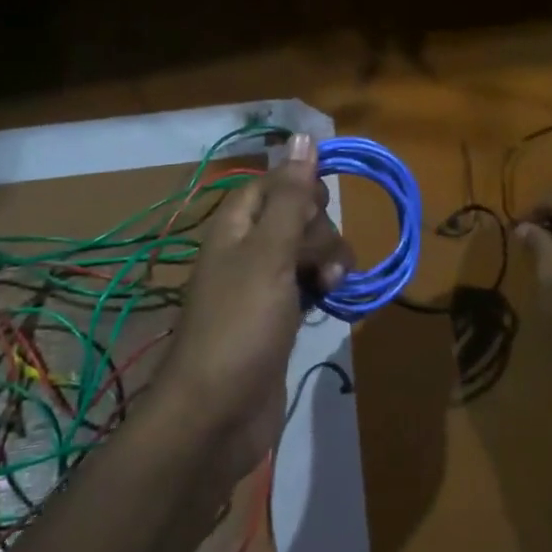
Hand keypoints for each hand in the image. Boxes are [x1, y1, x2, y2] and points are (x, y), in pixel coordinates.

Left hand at [160, 134, 352, 481]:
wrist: (217, 417)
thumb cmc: (240, 325)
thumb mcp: (268, 253)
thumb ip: (290, 196)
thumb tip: (304, 135)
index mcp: (236, 226)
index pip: (272, 182)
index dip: (300, 186)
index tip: (322, 203)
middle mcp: (248, 249)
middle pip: (296, 215)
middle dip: (318, 231)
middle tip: (317, 262)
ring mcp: (264, 285)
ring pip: (307, 250)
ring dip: (328, 260)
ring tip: (330, 287)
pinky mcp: (279, 318)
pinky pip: (309, 284)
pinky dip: (324, 287)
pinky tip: (334, 301)